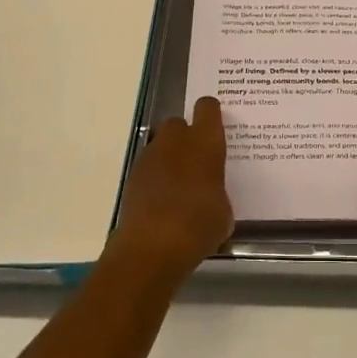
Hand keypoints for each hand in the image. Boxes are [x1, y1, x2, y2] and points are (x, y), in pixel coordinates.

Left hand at [108, 96, 232, 282]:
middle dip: (186, 136)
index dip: (212, 114)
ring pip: (160, 145)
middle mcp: (176, 142)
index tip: (216, 127)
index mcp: (205, 143)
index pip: (208, 108)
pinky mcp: (132, 178)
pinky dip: (155, 178)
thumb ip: (218, 192)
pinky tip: (163, 202)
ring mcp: (149, 158)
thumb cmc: (198, 225)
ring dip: (169, 157)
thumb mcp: (224, 212)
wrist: (151, 248)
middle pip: (178, 123)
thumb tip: (211, 195)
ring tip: (180, 186)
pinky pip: (148, 168)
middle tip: (198, 160)